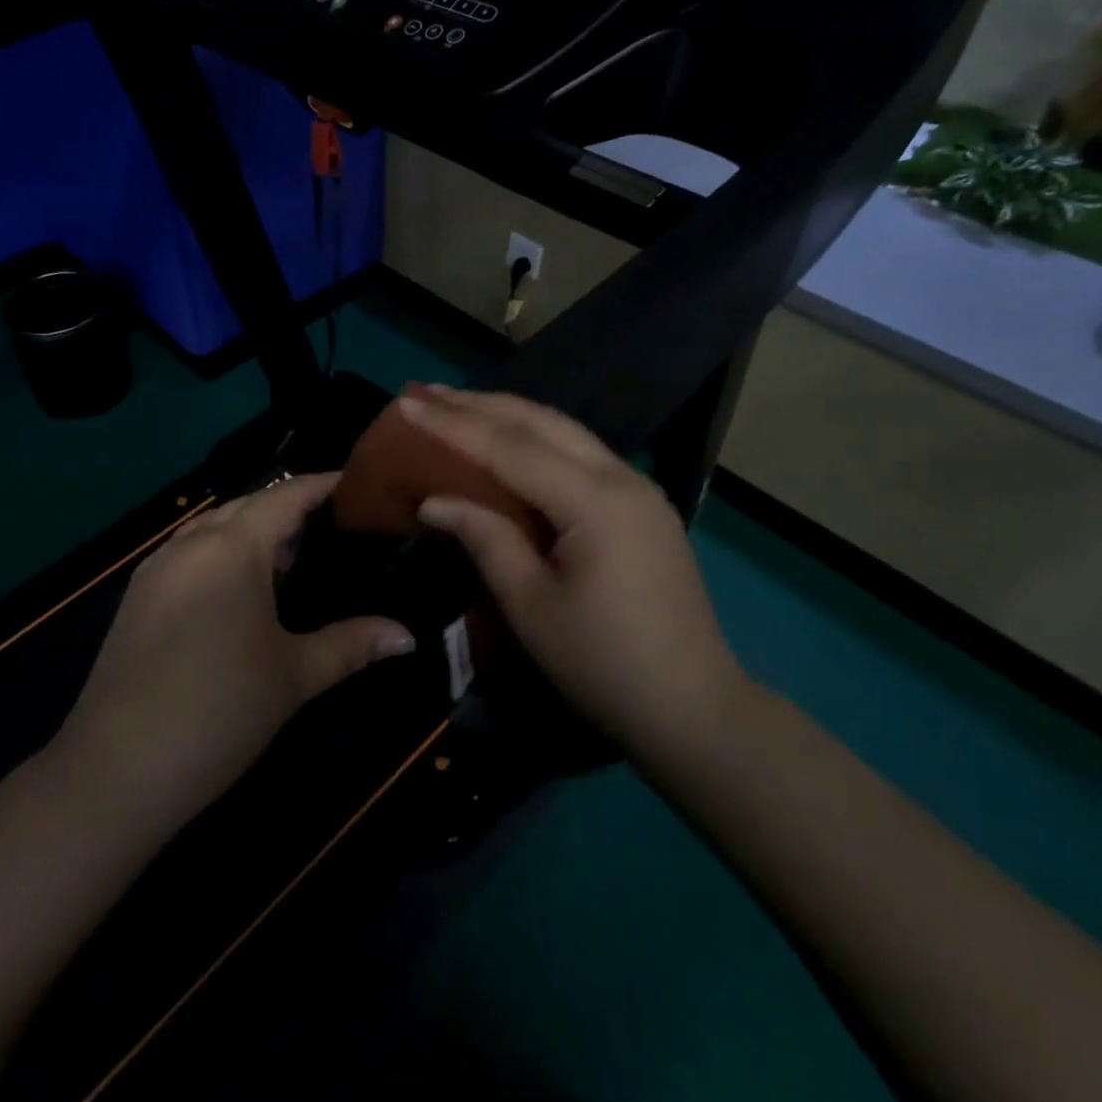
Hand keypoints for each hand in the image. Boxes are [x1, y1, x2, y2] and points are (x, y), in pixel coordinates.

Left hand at [55, 474, 414, 835]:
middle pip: (247, 504)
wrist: (116, 770)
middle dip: (288, 507)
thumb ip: (352, 645)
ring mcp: (156, 569)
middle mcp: (190, 544)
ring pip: (212, 527)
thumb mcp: (294, 675)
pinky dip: (220, 552)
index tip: (357, 486)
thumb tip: (407, 636)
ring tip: (291, 558)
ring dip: (251, 529)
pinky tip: (240, 590)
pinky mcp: (137, 597)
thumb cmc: (219, 710)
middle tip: (334, 528)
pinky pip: (188, 552)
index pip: (286, 496)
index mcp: (231, 548)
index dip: (322, 485)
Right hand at [399, 387, 751, 760]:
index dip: (453, 424)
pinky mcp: (642, 506)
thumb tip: (435, 501)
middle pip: (542, 424)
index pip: (510, 448)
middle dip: (481, 405)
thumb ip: (486, 540)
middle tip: (427, 392)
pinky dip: (538, 439)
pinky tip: (512, 441)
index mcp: (595, 501)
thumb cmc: (604, 665)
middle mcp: (621, 478)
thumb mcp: (532, 607)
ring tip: (460, 405)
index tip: (407, 401)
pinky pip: (581, 454)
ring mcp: (638, 489)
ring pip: (565, 432)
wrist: (694, 709)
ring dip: (510, 415)